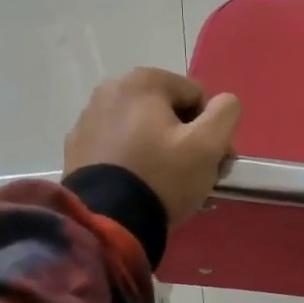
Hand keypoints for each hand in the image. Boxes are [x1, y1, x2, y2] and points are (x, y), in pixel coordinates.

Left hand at [64, 68, 241, 225]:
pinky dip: (135, 160)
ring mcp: (89, 119)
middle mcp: (111, 90)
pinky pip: (119, 147)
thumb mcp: (208, 145)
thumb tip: (225, 102)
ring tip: (169, 185)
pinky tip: (141, 187)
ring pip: (143, 129)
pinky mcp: (77, 148)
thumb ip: (226, 113)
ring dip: (162, 150)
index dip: (212, 128)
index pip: (197, 97)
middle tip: (197, 176)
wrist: (106, 221)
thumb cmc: (162, 177)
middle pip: (169, 111)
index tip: (215, 161)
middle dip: (187, 139)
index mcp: (143, 81)